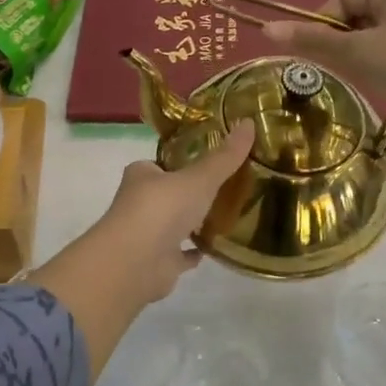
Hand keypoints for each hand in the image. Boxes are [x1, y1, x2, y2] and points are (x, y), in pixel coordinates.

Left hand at [31, 120, 254, 371]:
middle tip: (226, 188)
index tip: (211, 162)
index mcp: (142, 175)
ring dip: (193, 222)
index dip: (183, 162)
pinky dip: (194, 252)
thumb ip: (225, 156)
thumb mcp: (199, 177)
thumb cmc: (162, 209)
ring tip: (226, 215)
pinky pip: (180, 254)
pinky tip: (214, 248)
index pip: (162, 163)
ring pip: (174, 224)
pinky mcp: (157, 263)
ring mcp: (147, 235)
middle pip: (169, 193)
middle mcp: (140, 203)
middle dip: (191, 193)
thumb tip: (249, 122)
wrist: (136, 263)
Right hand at [261, 0, 385, 138]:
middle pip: (358, 15)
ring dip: (361, 55)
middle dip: (341, 41)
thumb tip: (266, 28)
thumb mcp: (358, 52)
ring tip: (361, 79)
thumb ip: (313, 40)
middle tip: (335, 70)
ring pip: (376, 35)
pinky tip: (385, 84)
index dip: (321, 23)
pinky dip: (383, 64)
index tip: (313, 53)